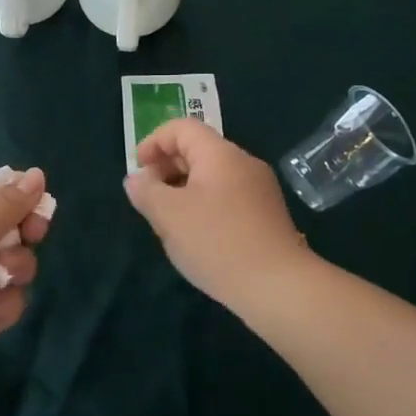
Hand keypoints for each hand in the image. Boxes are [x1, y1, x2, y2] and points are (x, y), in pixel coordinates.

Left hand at [0, 167, 50, 394]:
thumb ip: (7, 201)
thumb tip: (38, 174)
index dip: (14, 188)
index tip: (36, 196)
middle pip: (11, 222)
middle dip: (26, 228)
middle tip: (34, 233)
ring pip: (18, 261)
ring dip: (17, 266)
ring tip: (1, 275)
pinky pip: (12, 298)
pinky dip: (4, 302)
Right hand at [124, 119, 311, 306]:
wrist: (278, 287)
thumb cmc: (217, 242)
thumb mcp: (169, 215)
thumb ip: (146, 191)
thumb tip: (136, 179)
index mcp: (221, 154)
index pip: (182, 128)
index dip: (153, 142)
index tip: (137, 170)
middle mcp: (244, 163)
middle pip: (198, 149)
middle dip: (166, 167)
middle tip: (148, 197)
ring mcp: (260, 190)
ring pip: (212, 176)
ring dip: (183, 189)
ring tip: (168, 220)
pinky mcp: (266, 216)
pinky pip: (227, 197)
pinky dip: (204, 205)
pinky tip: (196, 236)